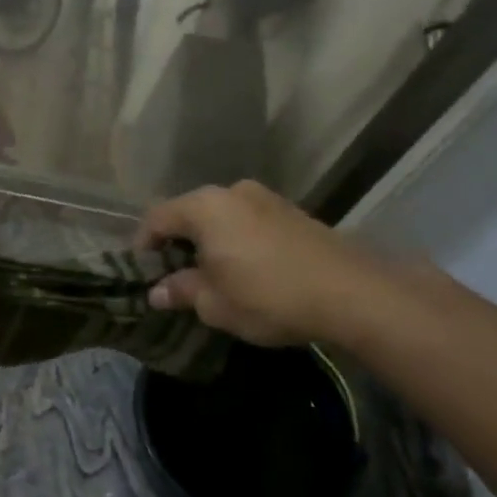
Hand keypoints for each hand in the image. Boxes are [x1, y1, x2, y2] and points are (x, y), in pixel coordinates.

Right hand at [136, 181, 387, 346]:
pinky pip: (248, 221)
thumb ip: (181, 291)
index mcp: (204, 207)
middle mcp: (232, 192)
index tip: (143, 273)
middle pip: (189, 212)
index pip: (157, 218)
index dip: (143, 245)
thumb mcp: (214, 303)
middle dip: (176, 242)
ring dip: (209, 240)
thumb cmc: (269, 296)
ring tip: (210, 273)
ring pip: (221, 215)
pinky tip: (245, 268)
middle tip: (173, 274)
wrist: (354, 293)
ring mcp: (266, 198)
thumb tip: (157, 291)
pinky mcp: (293, 212)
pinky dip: (237, 239)